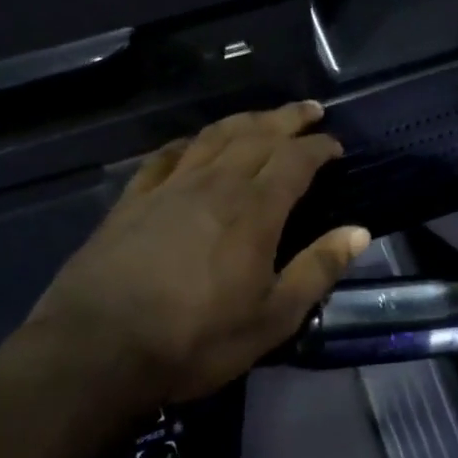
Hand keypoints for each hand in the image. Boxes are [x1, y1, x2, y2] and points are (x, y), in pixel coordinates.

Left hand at [24, 103, 370, 404]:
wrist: (98, 348)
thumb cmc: (195, 340)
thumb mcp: (272, 319)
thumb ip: (317, 270)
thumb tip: (359, 232)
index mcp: (254, 210)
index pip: (294, 161)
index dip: (318, 147)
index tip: (334, 145)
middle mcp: (215, 185)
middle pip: (256, 136)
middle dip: (287, 119)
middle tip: (309, 109)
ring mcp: (169, 187)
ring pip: (213, 137)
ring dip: (243, 120)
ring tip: (262, 116)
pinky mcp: (133, 200)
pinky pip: (166, 156)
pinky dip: (187, 142)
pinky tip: (193, 143)